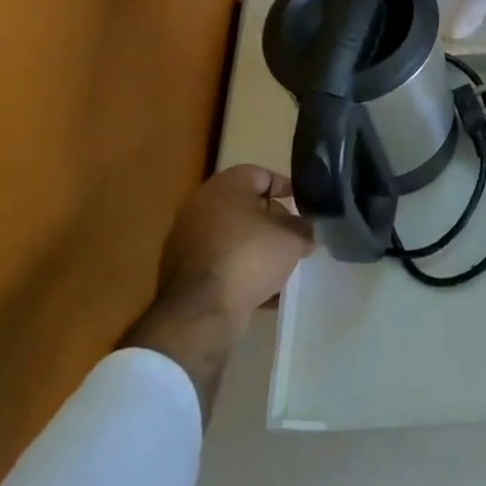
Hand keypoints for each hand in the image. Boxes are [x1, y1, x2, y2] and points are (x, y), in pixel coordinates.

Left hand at [123, 165, 313, 409]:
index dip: (286, 188)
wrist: (201, 310)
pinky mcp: (182, 270)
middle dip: (271, 221)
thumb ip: (303, 228)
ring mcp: (186, 239)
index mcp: (225, 186)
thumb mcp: (292, 239)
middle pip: (245, 206)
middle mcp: (200, 205)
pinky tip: (261, 289)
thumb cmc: (249, 257)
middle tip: (294, 237)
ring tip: (280, 265)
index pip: (261, 175)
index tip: (303, 207)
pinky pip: (220, 261)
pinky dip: (239, 269)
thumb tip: (304, 229)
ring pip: (232, 236)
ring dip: (256, 247)